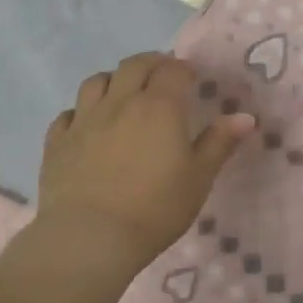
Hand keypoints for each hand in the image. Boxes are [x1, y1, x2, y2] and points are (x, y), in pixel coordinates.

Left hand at [35, 53, 253, 276]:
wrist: (90, 237)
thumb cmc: (155, 209)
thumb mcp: (198, 179)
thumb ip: (219, 143)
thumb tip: (245, 117)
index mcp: (159, 107)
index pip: (172, 70)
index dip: (183, 70)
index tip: (191, 80)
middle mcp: (120, 102)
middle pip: (133, 66)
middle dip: (151, 64)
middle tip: (161, 77)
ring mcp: (83, 120)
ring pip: (96, 81)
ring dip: (114, 80)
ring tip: (123, 93)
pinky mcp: (57, 142)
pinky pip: (68, 113)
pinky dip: (81, 111)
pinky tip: (87, 125)